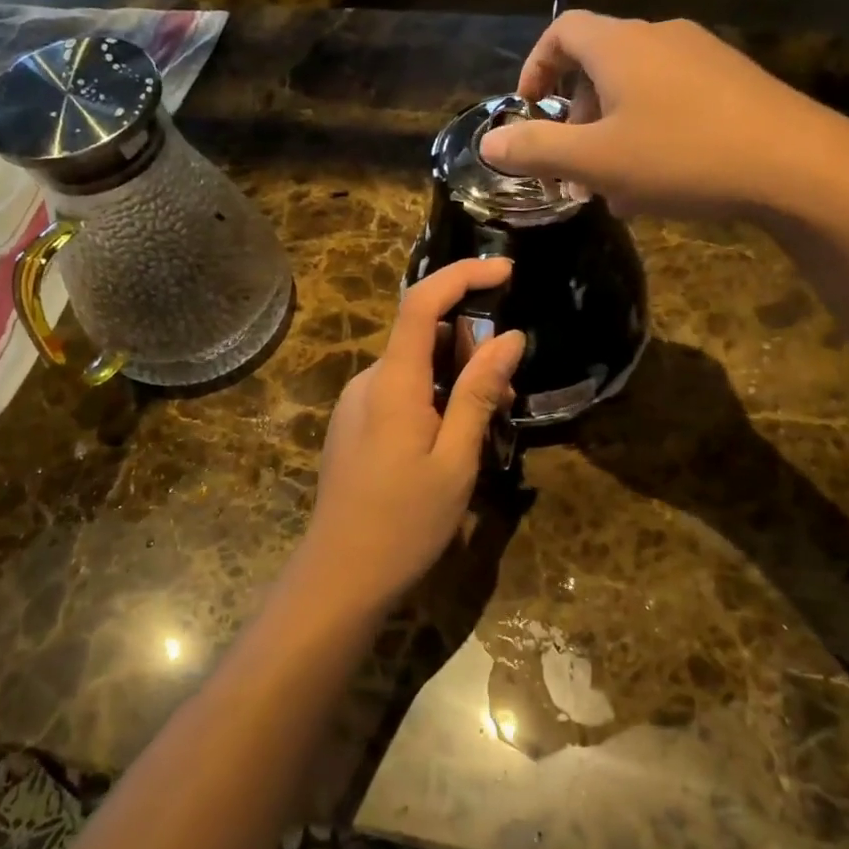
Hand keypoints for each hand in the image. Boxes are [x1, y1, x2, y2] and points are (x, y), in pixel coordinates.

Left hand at [295, 258, 525, 614]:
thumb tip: (508, 337)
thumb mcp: (456, 460)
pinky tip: (451, 440)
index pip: (421, 303)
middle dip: (471, 347)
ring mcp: (356, 403)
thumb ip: (478, 393)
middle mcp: (368, 381)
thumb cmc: (405, 523)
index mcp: (393, 383)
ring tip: (484, 426)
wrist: (339, 576)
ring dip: (455, 378)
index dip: (463, 275)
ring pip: (414, 366)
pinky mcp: (354, 425)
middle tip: (506, 396)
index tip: (506, 271)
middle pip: (422, 335)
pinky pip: (400, 391)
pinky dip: (433, 397)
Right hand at [478, 12, 848, 221]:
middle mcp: (660, 37)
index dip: (535, 66)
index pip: (561, 31)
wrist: (796, 164)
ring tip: (616, 185)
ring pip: (637, 88)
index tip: (528, 110)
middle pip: (599, 63)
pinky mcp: (735, 81)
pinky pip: (673, 99)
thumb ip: (536, 150)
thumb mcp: (596, 161)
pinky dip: (650, 132)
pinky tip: (661, 180)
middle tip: (574, 164)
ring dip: (613, 131)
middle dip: (575, 114)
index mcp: (620, 45)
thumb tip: (489, 145)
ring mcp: (703, 56)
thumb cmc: (681, 156)